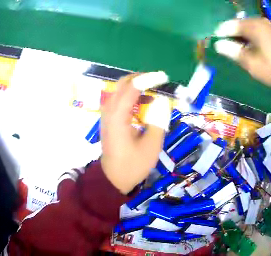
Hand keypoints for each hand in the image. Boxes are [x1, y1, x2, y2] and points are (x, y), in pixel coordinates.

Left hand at [100, 74, 170, 193]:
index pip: (132, 87)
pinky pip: (118, 99)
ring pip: (119, 90)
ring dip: (136, 86)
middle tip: (159, 82)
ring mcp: (106, 114)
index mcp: (118, 117)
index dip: (149, 79)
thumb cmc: (133, 165)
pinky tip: (143, 103)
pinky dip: (131, 96)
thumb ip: (158, 120)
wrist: (114, 178)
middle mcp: (109, 111)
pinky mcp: (108, 119)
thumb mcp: (152, 145)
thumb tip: (162, 101)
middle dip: (141, 79)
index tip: (164, 77)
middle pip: (122, 84)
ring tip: (154, 91)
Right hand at [214, 18, 270, 119]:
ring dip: (241, 40)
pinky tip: (253, 51)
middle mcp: (259, 21)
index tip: (218, 48)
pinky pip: (256, 32)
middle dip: (231, 38)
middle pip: (238, 26)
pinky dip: (251, 40)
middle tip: (230, 53)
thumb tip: (218, 44)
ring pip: (247, 29)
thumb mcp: (251, 64)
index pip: (228, 26)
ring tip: (241, 54)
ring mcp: (267, 26)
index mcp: (252, 25)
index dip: (220, 36)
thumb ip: (232, 51)